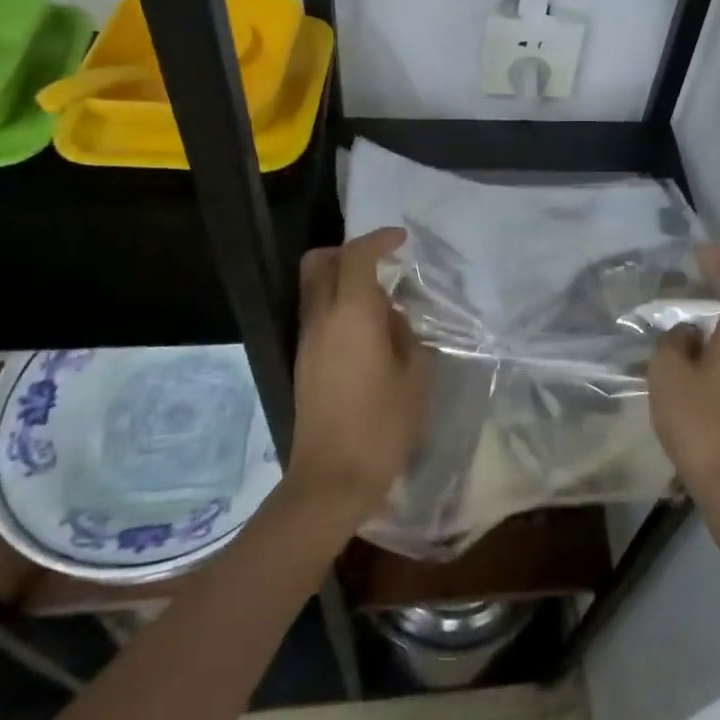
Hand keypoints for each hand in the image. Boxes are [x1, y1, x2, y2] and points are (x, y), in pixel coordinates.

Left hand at [287, 227, 430, 529]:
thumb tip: (392, 317)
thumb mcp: (416, 375)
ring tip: (381, 298)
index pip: (356, 256)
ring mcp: (307, 341)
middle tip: (381, 261)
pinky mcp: (303, 362)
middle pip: (319, 263)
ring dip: (342, 278)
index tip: (401, 240)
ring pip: (314, 288)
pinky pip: (317, 313)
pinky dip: (338, 303)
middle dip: (348, 251)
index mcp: (352, 314)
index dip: (379, 240)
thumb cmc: (383, 425)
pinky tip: (369, 329)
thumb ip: (406, 334)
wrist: (332, 479)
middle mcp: (321, 319)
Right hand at [649, 243, 719, 505]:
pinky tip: (689, 370)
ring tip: (677, 334)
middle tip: (681, 291)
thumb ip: (673, 343)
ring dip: (714, 327)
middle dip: (716, 292)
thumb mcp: (669, 375)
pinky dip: (718, 352)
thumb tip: (687, 336)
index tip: (700, 254)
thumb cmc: (702, 423)